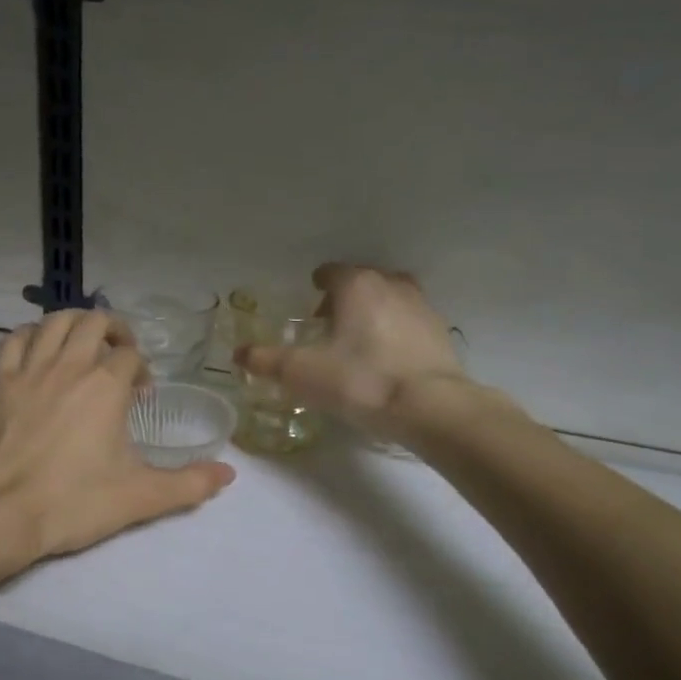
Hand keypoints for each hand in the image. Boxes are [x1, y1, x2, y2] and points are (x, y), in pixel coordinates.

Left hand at [0, 310, 235, 559]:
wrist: (2, 515)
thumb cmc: (74, 503)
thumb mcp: (140, 497)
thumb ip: (189, 484)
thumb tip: (229, 472)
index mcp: (105, 386)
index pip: (130, 355)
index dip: (140, 369)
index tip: (140, 396)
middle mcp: (69, 366)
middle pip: (94, 322)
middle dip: (114, 331)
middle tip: (119, 356)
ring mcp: (29, 370)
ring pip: (54, 322)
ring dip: (74, 324)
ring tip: (83, 344)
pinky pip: (15, 340)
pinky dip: (32, 336)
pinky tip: (39, 352)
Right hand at [235, 263, 512, 439]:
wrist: (430, 408)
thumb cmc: (360, 380)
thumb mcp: (302, 373)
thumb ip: (267, 360)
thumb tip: (238, 354)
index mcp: (356, 285)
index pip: (331, 272)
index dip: (317, 287)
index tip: (310, 309)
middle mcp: (391, 285)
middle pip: (362, 282)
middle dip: (345, 299)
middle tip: (330, 329)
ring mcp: (422, 306)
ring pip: (390, 299)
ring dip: (374, 313)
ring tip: (360, 344)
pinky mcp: (441, 332)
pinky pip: (411, 323)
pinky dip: (397, 333)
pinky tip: (388, 361)